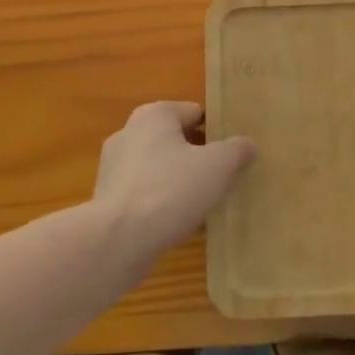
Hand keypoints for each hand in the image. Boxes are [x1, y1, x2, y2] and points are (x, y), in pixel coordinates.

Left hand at [92, 101, 256, 264]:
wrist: (117, 241)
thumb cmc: (170, 190)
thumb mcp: (218, 166)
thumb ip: (237, 150)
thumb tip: (248, 144)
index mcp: (154, 115)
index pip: (195, 113)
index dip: (218, 132)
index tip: (233, 155)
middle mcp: (129, 132)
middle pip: (176, 140)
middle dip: (198, 157)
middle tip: (222, 179)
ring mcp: (114, 167)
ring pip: (159, 168)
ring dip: (179, 181)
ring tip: (203, 204)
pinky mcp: (107, 199)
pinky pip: (144, 194)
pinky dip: (161, 203)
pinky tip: (178, 223)